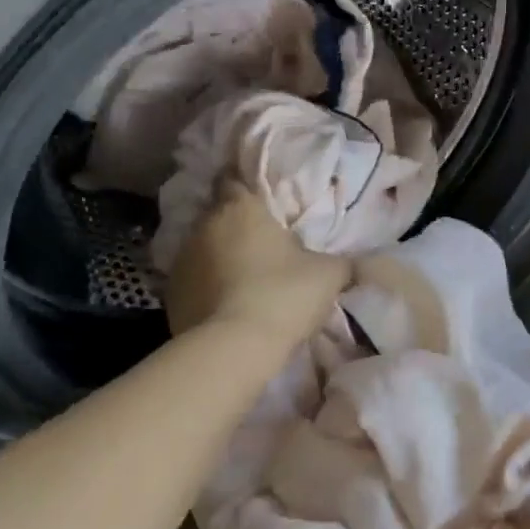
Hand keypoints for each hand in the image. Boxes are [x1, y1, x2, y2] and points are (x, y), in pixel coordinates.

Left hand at [164, 183, 351, 350]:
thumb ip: (342, 261)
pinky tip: (223, 305)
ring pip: (202, 247)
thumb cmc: (283, 295)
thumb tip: (359, 263)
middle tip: (258, 244)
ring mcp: (182, 258)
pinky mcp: (170, 292)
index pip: (232, 179)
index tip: (258, 200)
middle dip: (234, 225)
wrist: (233, 349)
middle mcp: (205, 224)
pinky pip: (191, 280)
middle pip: (217, 214)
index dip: (244, 187)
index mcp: (241, 207)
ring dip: (217, 256)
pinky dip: (204, 286)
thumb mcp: (328, 275)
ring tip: (241, 279)